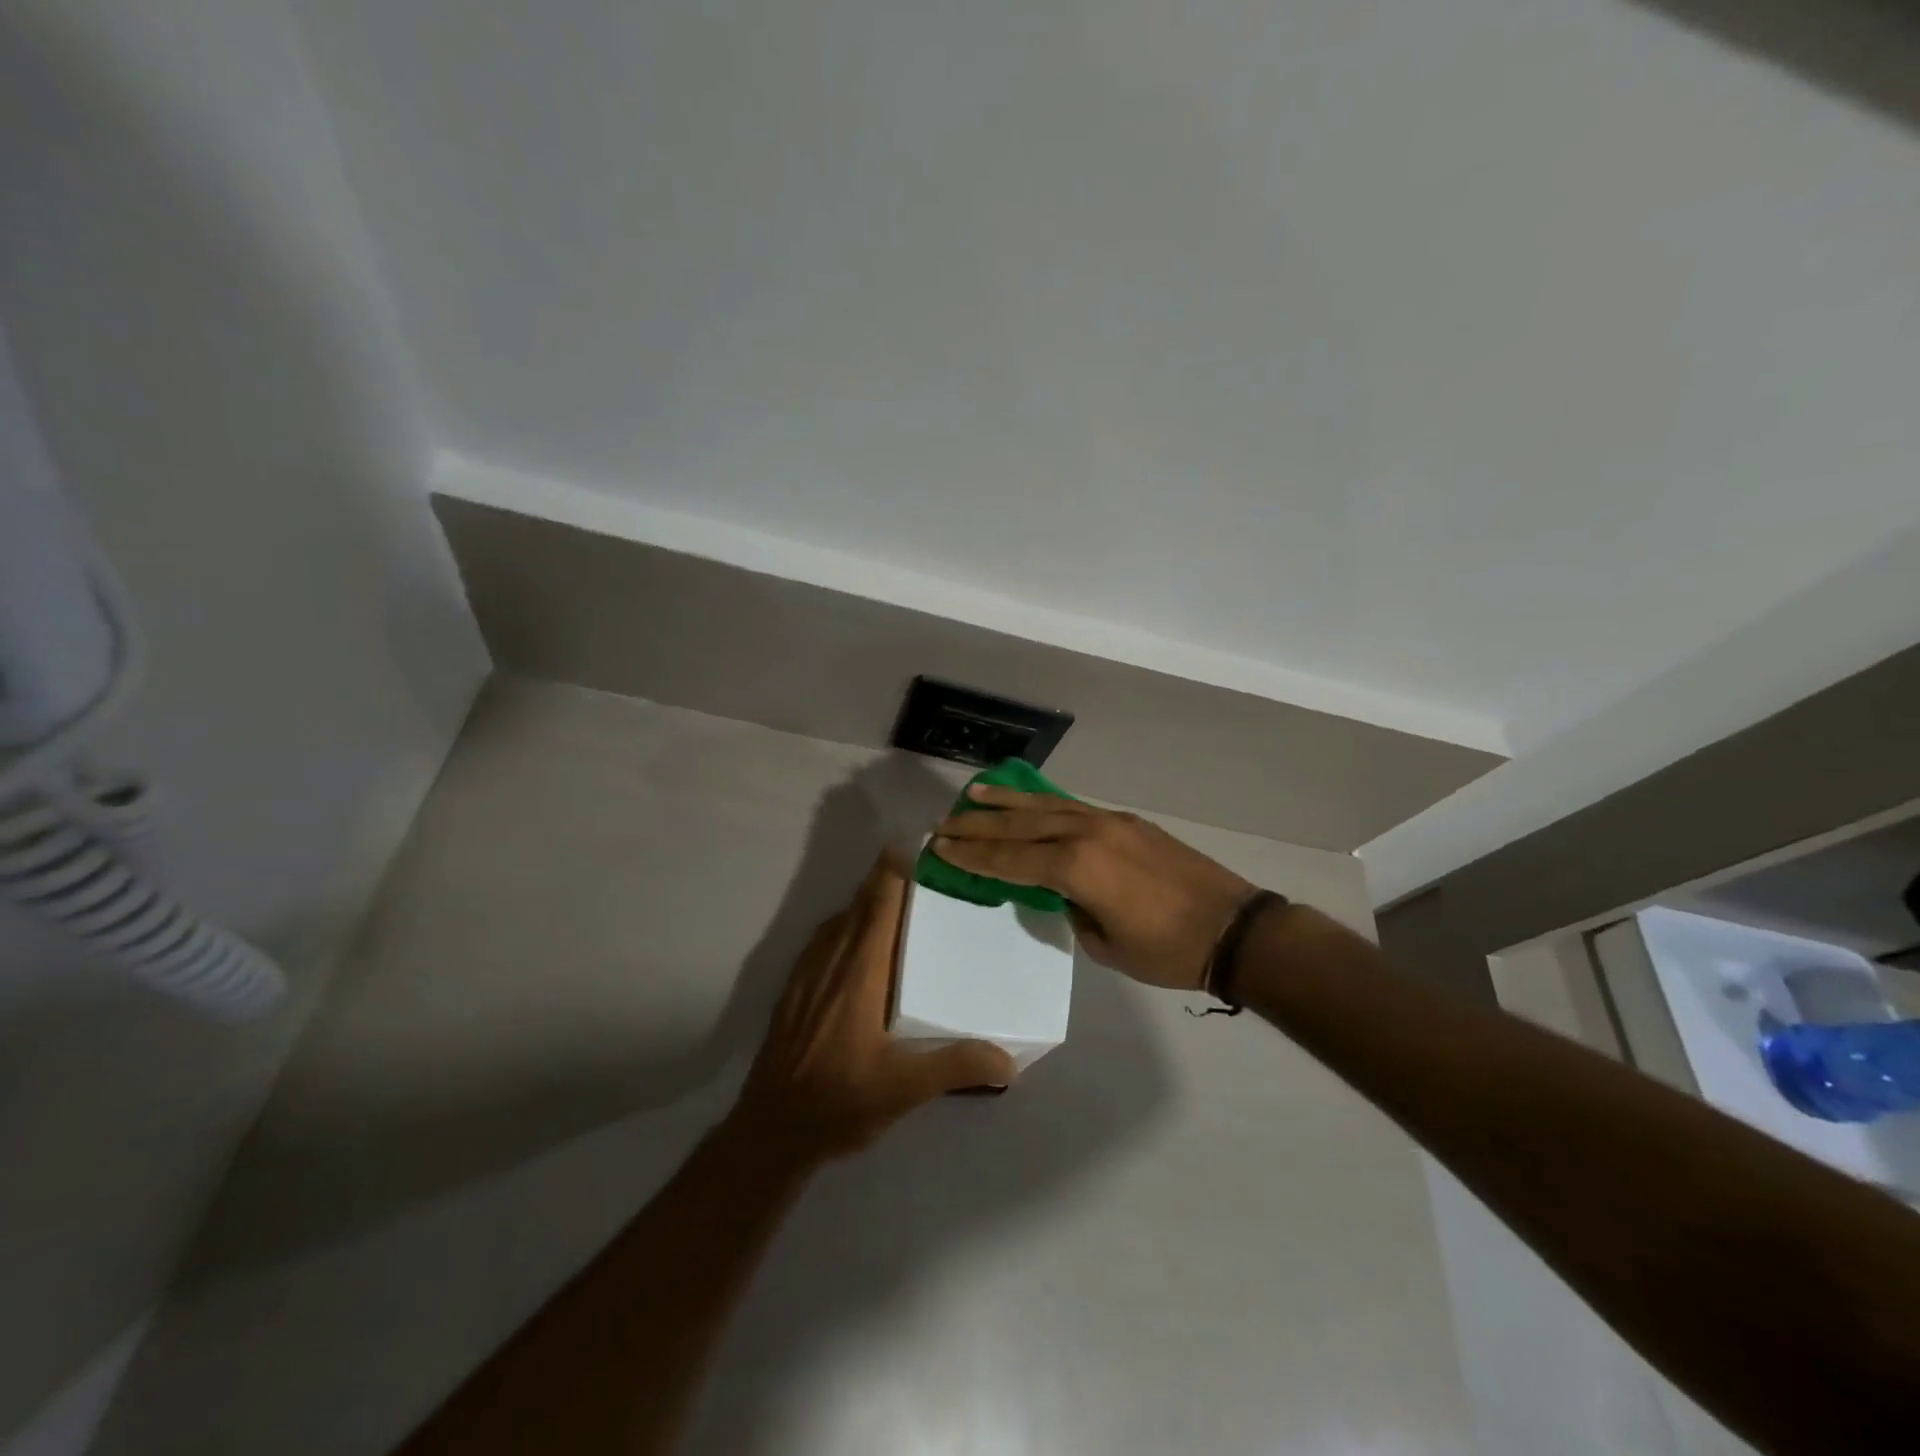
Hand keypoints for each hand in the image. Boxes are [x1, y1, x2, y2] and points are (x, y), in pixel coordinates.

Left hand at [731, 853, 1017, 1163]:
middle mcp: (831, 960)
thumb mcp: (904, 1088)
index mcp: (860, 971)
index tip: (916, 843)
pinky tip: (859, 942)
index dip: (894, 869)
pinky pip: (824, 938)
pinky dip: (846, 923)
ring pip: (840, 919)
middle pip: (860, 902)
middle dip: (886, 877)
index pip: (879, 904)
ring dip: (866, 899)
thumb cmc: (839, 1100)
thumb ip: (957, 1066)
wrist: (770, 1129)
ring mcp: (807, 972)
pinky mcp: (794, 988)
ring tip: (897, 896)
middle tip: (923, 865)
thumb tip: (1011, 1060)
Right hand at [932, 787, 1254, 991]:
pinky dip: (1043, 802)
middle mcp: (1087, 834)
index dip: (973, 855)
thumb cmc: (1167, 950)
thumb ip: (1072, 910)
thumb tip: (1059, 891)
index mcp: (1077, 868)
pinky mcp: (1126, 821)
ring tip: (974, 793)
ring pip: (1045, 805)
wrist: (1233, 927)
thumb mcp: (1106, 945)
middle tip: (944, 820)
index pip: (1011, 859)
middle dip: (979, 824)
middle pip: (1021, 825)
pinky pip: (1072, 806)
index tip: (941, 845)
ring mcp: (1108, 822)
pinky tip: (1028, 801)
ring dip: (1007, 801)